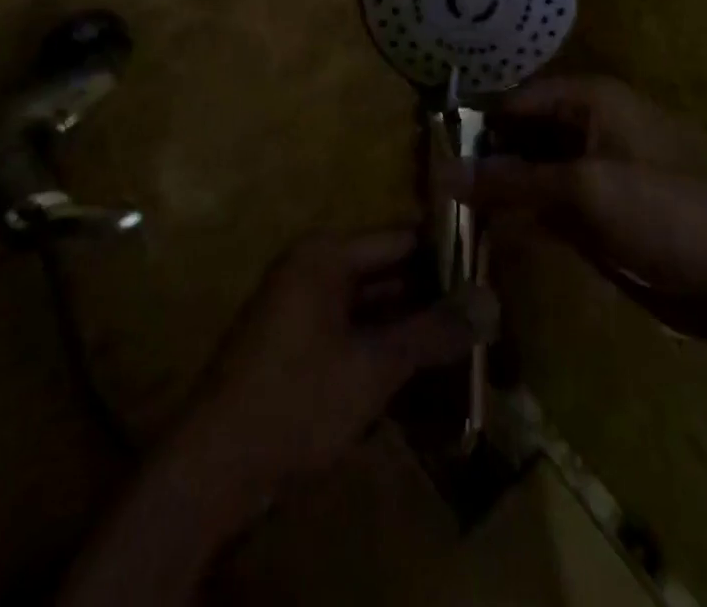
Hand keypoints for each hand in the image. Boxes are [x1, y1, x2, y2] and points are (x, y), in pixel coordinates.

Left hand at [175, 229, 489, 507]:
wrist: (215, 467)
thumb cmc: (297, 399)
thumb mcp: (373, 366)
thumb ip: (432, 332)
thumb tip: (491, 300)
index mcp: (326, 255)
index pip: (400, 239)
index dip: (445, 254)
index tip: (490, 274)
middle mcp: (313, 269)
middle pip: (386, 272)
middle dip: (432, 297)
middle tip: (486, 317)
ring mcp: (302, 308)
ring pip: (371, 307)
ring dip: (411, 328)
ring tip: (466, 345)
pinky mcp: (298, 346)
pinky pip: (352, 333)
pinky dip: (384, 349)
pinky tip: (422, 375)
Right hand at [447, 75, 706, 335]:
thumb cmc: (664, 214)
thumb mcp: (583, 191)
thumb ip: (510, 181)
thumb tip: (441, 172)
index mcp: (595, 100)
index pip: (518, 99)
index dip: (476, 122)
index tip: (432, 150)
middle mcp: (592, 125)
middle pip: (524, 132)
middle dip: (485, 156)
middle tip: (435, 185)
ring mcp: (597, 169)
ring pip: (534, 169)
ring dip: (500, 187)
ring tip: (451, 208)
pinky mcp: (601, 209)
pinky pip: (550, 201)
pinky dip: (523, 212)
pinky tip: (489, 230)